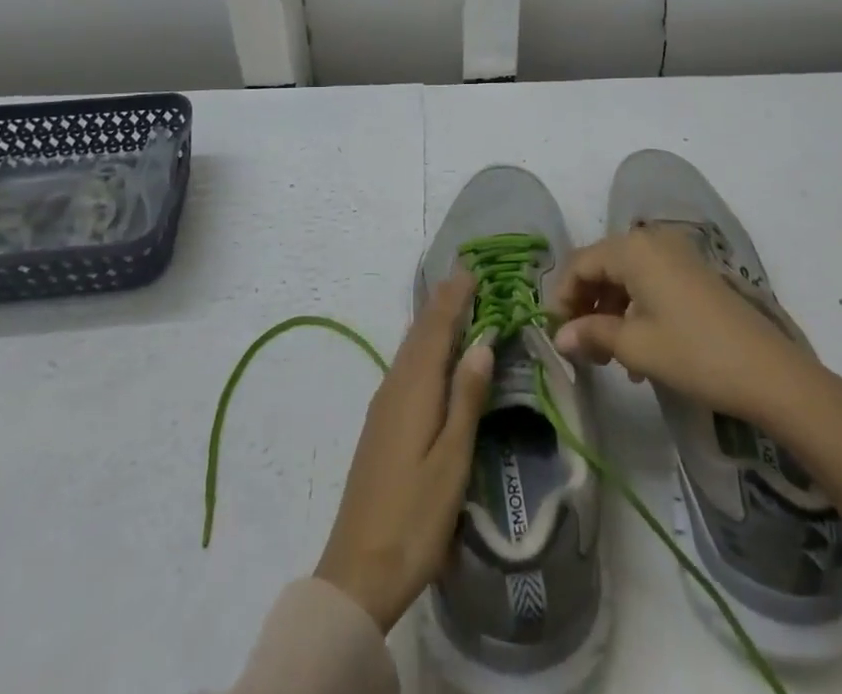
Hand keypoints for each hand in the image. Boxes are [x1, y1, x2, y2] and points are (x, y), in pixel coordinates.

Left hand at [314, 272, 494, 631]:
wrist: (358, 571)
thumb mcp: (452, 461)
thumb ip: (466, 399)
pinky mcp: (380, 426)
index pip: (436, 329)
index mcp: (414, 390)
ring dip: (431, 322)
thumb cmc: (414, 518)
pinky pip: (405, 367)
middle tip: (466, 277)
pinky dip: (422, 347)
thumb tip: (482, 343)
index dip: (454, 298)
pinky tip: (430, 355)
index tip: (471, 269)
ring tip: (452, 303)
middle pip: (420, 334)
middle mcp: (395, 388)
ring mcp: (383, 406)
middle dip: (442, 303)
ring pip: (410, 349)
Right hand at [550, 228, 841, 430]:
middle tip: (581, 346)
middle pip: (602, 266)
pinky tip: (638, 352)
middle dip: (586, 305)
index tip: (555, 333)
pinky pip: (650, 282)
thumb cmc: (694, 353)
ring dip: (611, 311)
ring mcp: (677, 255)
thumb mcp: (635, 346)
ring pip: (626, 276)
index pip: (580, 264)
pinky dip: (636, 309)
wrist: (768, 372)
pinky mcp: (694, 273)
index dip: (562, 297)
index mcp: (632, 249)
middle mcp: (652, 241)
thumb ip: (591, 333)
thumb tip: (558, 337)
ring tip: (608, 356)